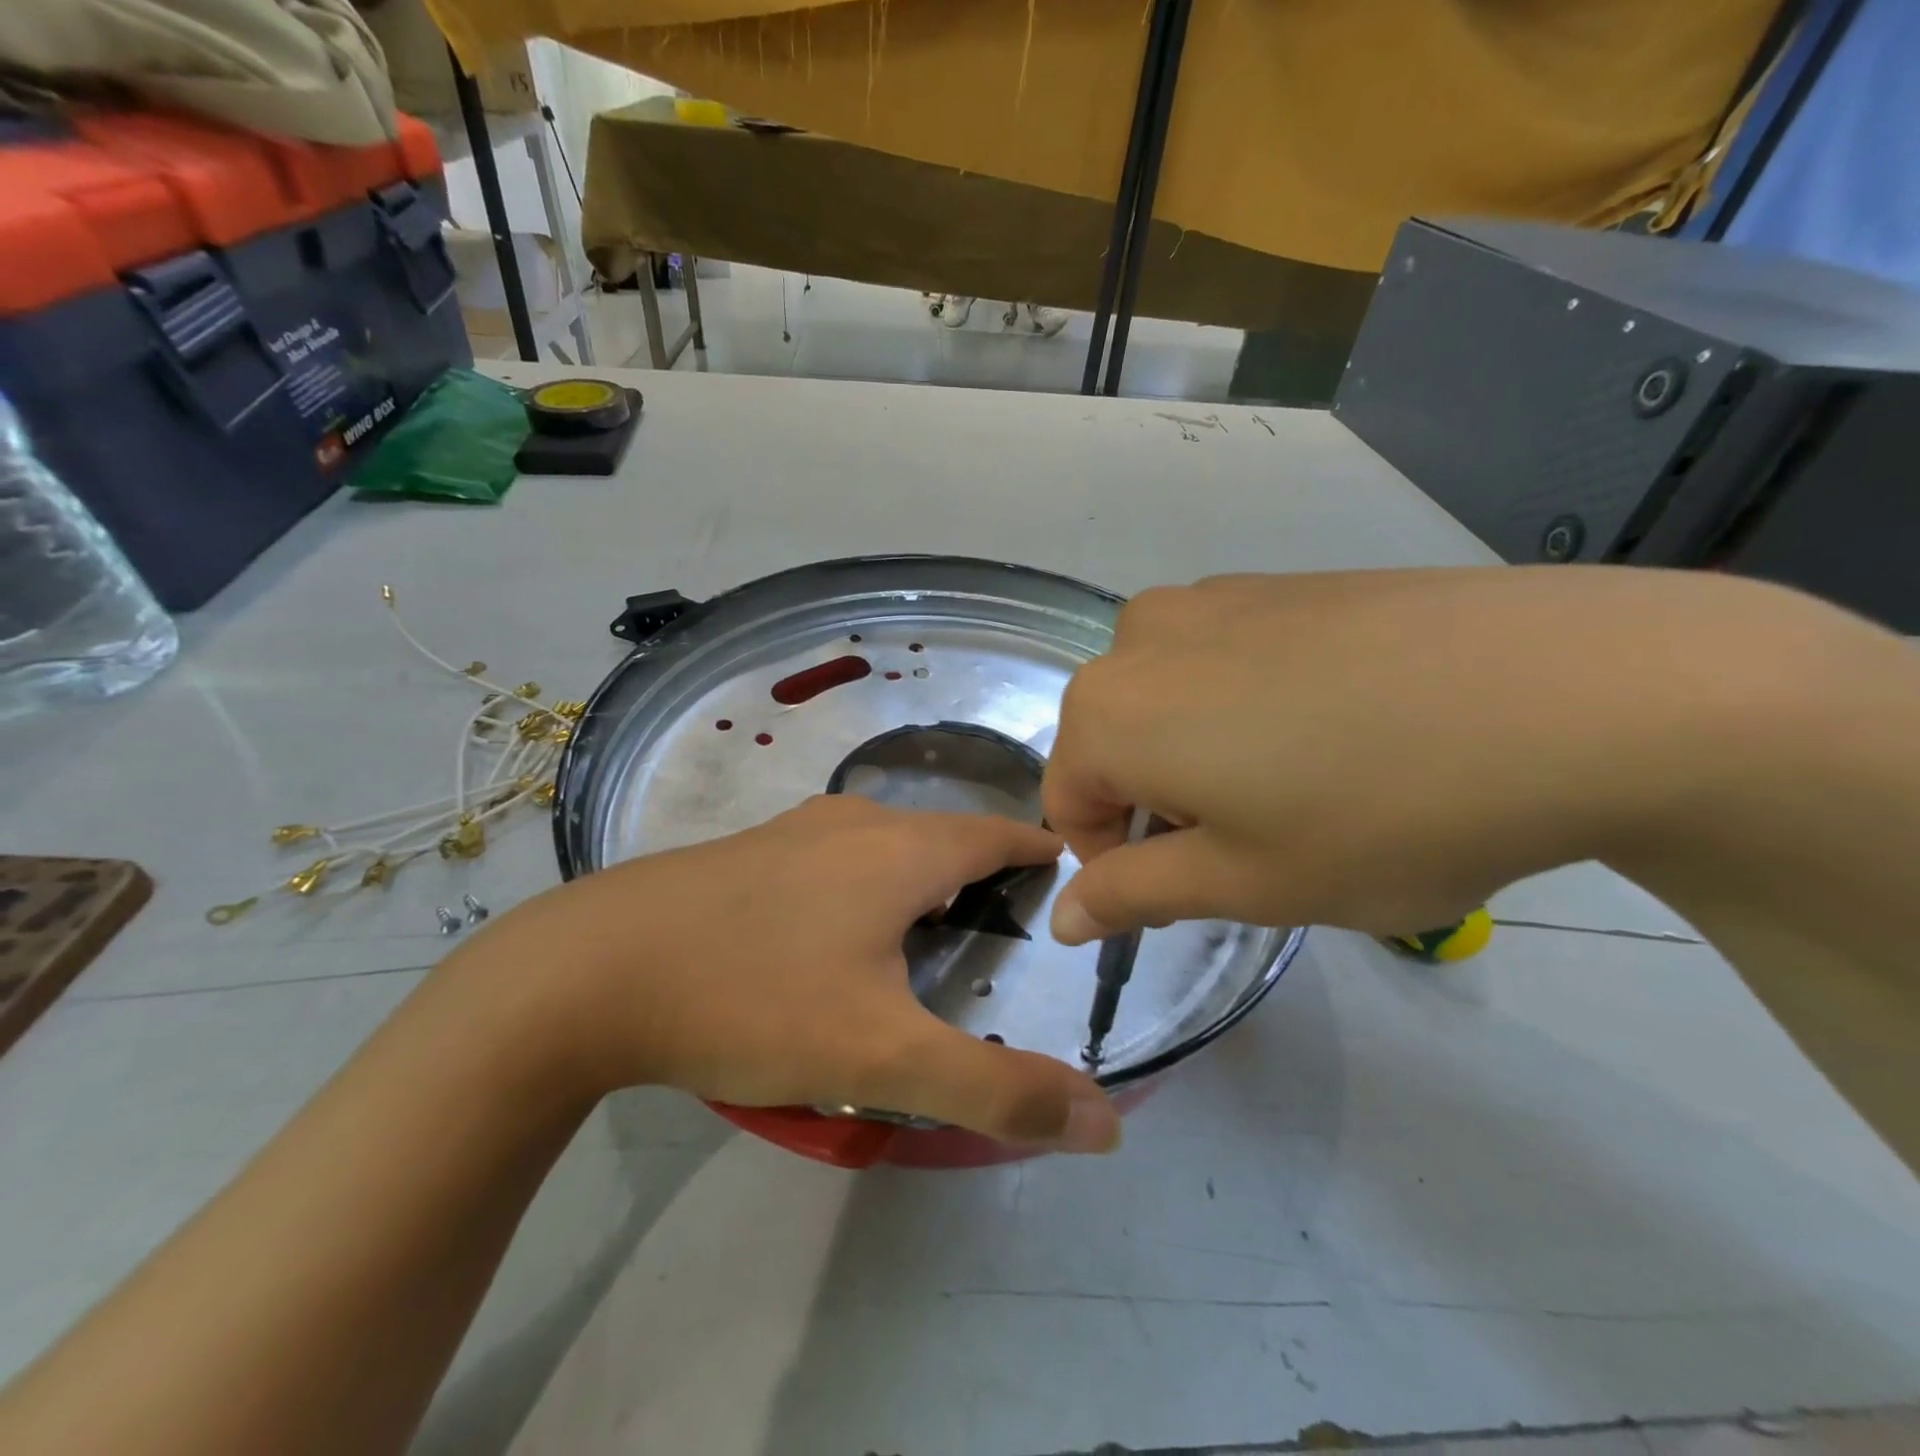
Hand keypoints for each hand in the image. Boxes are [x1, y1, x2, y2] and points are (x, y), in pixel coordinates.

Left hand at [451, 796, 1120, 1152]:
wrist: (588, 973)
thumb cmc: (753, 999)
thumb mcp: (883, 1059)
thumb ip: (997, 1091)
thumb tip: (1104, 1122)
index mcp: (900, 851)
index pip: (995, 834)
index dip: (1035, 849)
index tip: (1064, 870)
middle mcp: (853, 824)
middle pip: (940, 835)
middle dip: (981, 866)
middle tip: (1004, 917)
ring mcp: (793, 831)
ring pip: (883, 842)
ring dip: (919, 871)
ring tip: (933, 921)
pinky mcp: (746, 852)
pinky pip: (833, 855)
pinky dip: (864, 878)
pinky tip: (838, 925)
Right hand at [1042, 566, 1850, 941]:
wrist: (1574, 690)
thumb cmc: (1380, 813)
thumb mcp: (1245, 883)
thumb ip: (1132, 896)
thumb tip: (1061, 917)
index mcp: (1109, 710)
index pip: (1068, 805)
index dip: (1117, 864)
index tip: (1195, 890)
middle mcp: (1140, 637)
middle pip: (1113, 746)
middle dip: (1160, 805)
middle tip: (1256, 843)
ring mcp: (1214, 597)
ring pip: (1166, 701)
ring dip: (1200, 754)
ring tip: (1300, 782)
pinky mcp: (1282, 582)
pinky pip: (1223, 658)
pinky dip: (1246, 705)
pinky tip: (1338, 726)